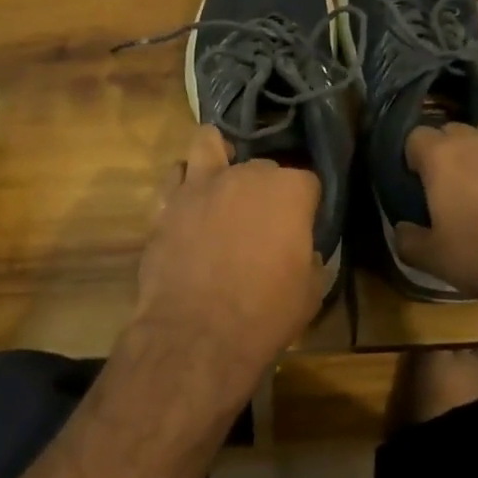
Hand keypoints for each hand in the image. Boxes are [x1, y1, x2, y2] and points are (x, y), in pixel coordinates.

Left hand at [130, 126, 322, 404]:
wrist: (198, 334)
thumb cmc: (264, 314)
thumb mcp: (310, 290)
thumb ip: (309, 256)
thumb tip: (302, 249)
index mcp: (288, 191)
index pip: (307, 182)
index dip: (306, 205)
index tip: (302, 227)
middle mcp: (245, 175)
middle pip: (262, 166)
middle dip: (265, 188)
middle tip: (262, 220)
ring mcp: (201, 184)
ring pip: (208, 143)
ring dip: (218, 157)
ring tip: (220, 177)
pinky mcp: (167, 203)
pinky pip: (174, 176)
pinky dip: (183, 184)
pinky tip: (189, 201)